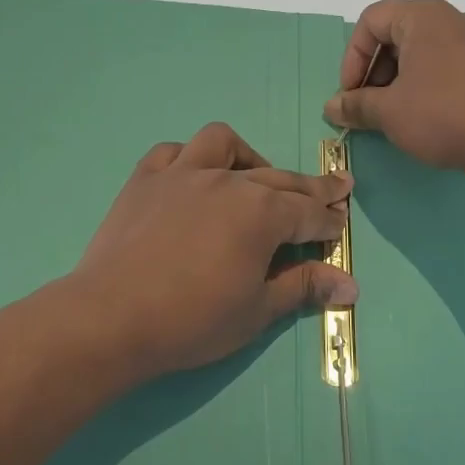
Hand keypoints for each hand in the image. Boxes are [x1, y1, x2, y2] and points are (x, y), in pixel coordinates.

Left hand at [70, 123, 355, 378]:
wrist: (112, 317)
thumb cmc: (192, 320)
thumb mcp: (258, 311)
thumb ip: (304, 287)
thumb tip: (351, 284)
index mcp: (261, 213)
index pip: (309, 213)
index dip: (329, 221)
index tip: (340, 226)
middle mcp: (227, 181)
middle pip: (279, 178)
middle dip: (311, 187)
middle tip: (334, 189)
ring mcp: (182, 173)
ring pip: (223, 144)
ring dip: (247, 158)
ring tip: (254, 178)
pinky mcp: (145, 178)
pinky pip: (172, 152)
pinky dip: (188, 159)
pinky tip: (192, 176)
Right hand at [324, 0, 464, 183]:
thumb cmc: (445, 116)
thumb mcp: (390, 112)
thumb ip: (355, 105)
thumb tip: (332, 106)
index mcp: (423, 17)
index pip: (371, 21)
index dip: (352, 57)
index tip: (350, 94)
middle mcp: (450, 19)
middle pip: (394, 35)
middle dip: (373, 72)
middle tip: (367, 108)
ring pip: (418, 53)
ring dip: (395, 82)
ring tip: (391, 117)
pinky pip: (442, 66)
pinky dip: (422, 85)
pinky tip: (421, 118)